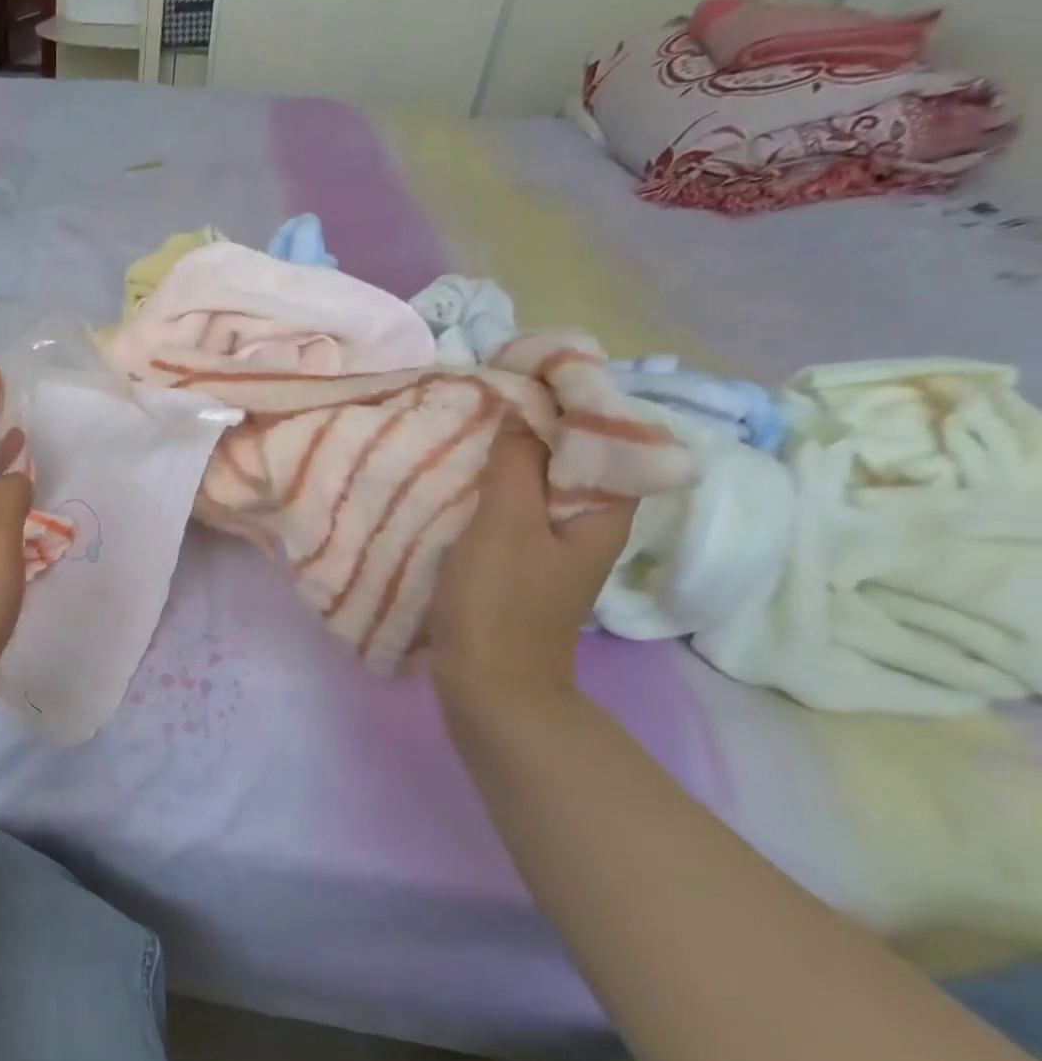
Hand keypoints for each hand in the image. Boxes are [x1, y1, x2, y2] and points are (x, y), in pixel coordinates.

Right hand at [430, 424, 634, 704]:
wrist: (490, 687)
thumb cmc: (500, 605)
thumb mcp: (505, 526)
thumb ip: (515, 464)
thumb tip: (521, 411)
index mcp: (602, 508)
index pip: (598, 431)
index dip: (563, 397)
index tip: (516, 373)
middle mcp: (587, 521)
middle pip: (565, 454)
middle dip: (527, 423)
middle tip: (481, 397)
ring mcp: (553, 544)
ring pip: (534, 481)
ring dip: (503, 456)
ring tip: (465, 428)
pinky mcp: (521, 562)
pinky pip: (510, 509)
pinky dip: (488, 488)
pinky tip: (457, 480)